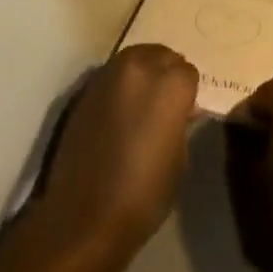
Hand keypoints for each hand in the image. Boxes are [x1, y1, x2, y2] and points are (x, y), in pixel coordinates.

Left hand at [37, 43, 198, 252]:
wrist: (84, 216)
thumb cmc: (143, 194)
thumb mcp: (179, 158)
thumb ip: (180, 121)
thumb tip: (180, 110)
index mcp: (170, 85)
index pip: (188, 71)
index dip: (188, 93)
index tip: (184, 111)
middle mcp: (140, 68)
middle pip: (161, 55)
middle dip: (166, 73)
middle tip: (164, 102)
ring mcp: (109, 75)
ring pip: (135, 57)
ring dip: (143, 72)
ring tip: (141, 102)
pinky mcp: (86, 88)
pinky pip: (112, 74)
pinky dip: (120, 84)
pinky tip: (119, 110)